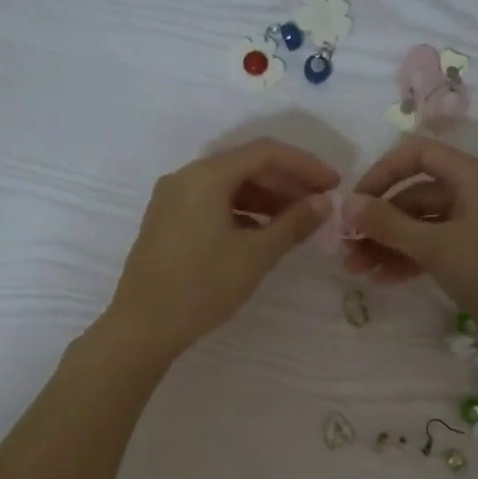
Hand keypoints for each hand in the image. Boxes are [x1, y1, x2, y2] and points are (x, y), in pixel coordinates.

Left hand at [102, 137, 339, 362]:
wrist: (143, 325)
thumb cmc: (202, 286)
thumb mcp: (256, 255)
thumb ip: (293, 223)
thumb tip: (324, 202)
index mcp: (206, 176)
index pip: (266, 153)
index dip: (305, 165)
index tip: (334, 184)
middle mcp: (186, 177)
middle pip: (246, 165)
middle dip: (286, 182)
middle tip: (320, 205)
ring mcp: (172, 199)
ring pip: (229, 186)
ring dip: (266, 198)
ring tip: (297, 221)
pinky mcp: (167, 221)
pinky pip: (212, 203)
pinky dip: (242, 212)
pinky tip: (262, 233)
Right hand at [345, 138, 477, 349]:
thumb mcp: (435, 247)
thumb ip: (388, 224)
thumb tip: (346, 205)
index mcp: (474, 176)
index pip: (418, 154)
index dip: (381, 173)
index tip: (355, 203)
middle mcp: (477, 192)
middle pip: (417, 193)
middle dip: (380, 220)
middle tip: (347, 248)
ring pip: (425, 224)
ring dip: (390, 244)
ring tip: (358, 270)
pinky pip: (439, 245)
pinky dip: (412, 258)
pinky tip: (385, 279)